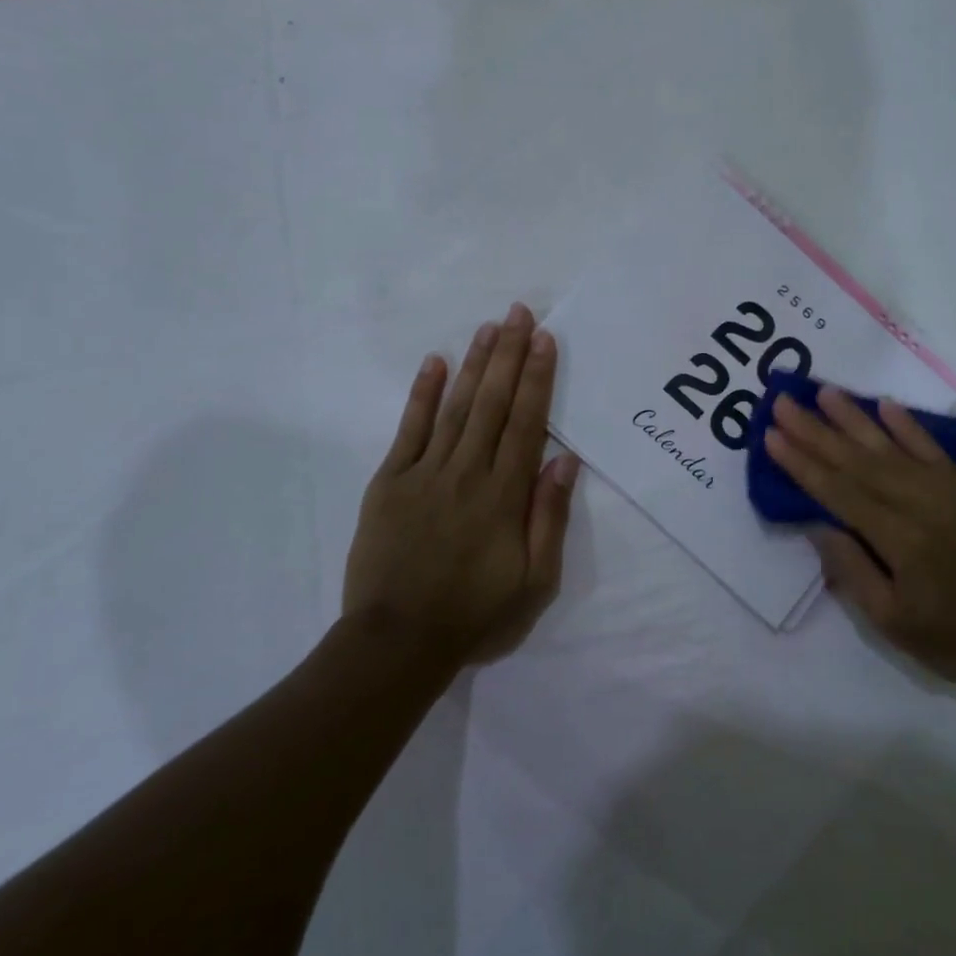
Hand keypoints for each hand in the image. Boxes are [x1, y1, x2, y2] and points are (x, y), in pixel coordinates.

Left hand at [343, 303, 581, 667]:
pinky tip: (434, 363)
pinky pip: (409, 430)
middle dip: (509, 354)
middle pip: (493, 403)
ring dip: (474, 364)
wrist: (397, 643)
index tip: (545, 340)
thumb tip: (566, 461)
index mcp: (504, 495)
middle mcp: (467, 472)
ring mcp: (424, 473)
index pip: (526, 424)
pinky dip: (422, 394)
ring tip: (489, 327)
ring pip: (456, 407)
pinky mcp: (389, 482)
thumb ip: (549, 519)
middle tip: (519, 312)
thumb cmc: (475, 615)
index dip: (537, 378)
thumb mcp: (535, 583)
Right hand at [765, 386, 955, 692]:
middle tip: (784, 402)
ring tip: (823, 392)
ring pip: (892, 447)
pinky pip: (933, 449)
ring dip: (854, 418)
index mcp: (903, 540)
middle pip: (859, 461)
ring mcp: (952, 491)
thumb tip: (817, 524)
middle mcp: (925, 504)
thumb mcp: (893, 623)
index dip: (802, 464)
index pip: (840, 492)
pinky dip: (907, 426)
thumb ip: (852, 570)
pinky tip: (885, 406)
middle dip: (816, 431)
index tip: (772, 435)